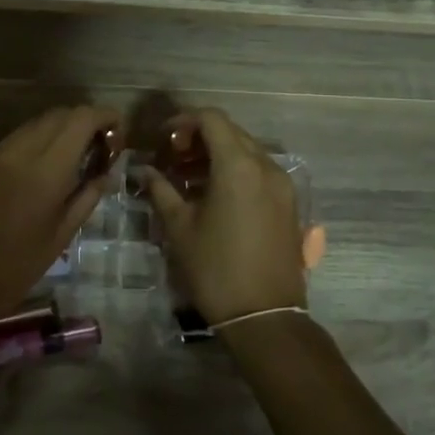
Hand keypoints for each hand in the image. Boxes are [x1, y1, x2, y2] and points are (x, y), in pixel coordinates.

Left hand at [0, 104, 121, 342]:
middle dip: (84, 121)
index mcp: (45, 171)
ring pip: (35, 123)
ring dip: (59, 130)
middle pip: (58, 114)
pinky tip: (42, 167)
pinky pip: (15, 139)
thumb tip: (106, 171)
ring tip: (73, 156)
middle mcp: (19, 151)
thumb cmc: (14, 269)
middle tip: (99, 146)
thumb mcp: (61, 236)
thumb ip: (87, 196)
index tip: (118, 131)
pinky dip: (36, 141)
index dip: (104, 116)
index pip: (81, 119)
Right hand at [140, 108, 305, 324]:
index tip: (164, 140)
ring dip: (218, 155)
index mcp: (238, 166)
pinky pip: (260, 172)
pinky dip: (236, 171)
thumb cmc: (215, 268)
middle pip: (231, 132)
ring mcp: (282, 185)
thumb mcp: (180, 227)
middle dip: (199, 137)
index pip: (212, 119)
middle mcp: (266, 166)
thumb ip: (161, 190)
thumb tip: (144, 171)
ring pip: (247, 151)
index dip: (184, 121)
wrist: (265, 315)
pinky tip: (215, 196)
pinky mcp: (289, 204)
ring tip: (189, 179)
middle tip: (173, 159)